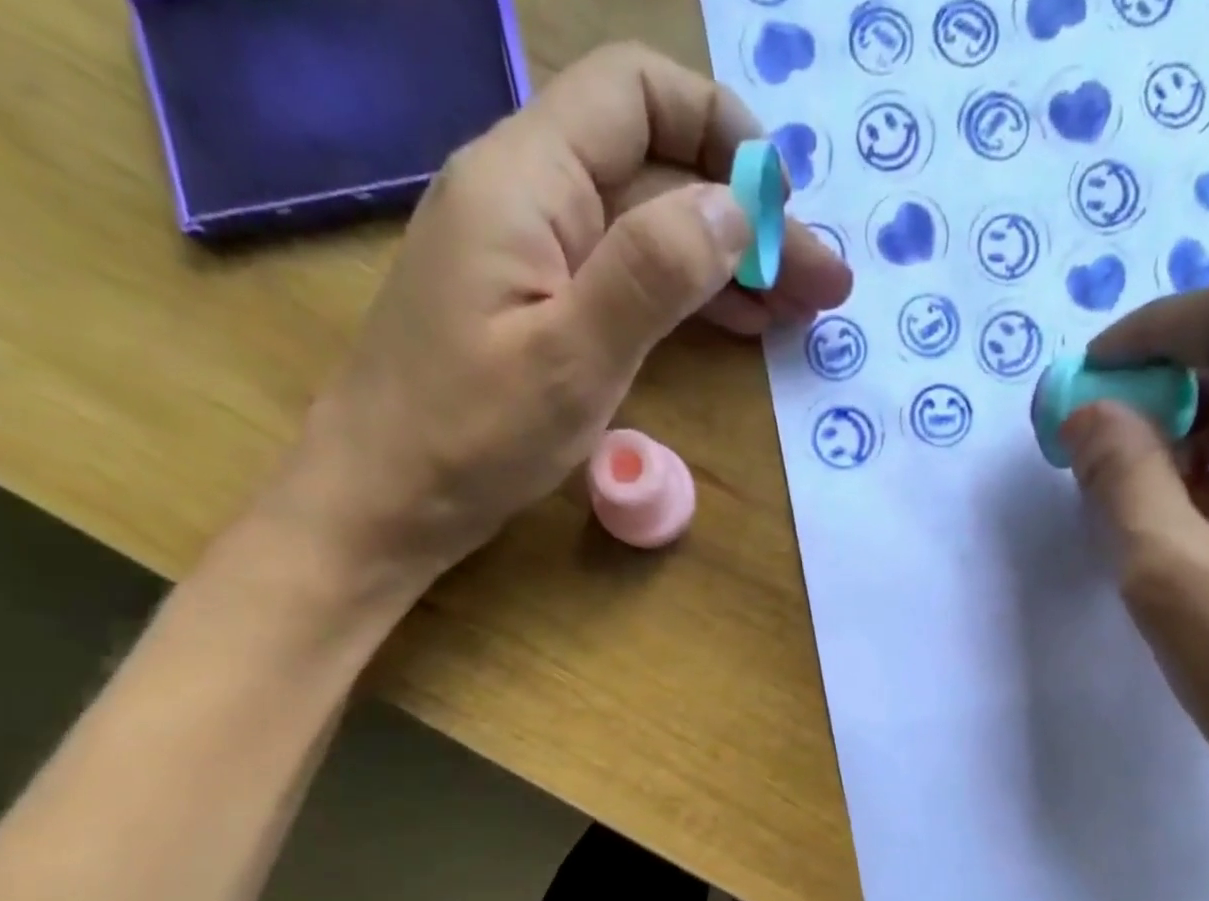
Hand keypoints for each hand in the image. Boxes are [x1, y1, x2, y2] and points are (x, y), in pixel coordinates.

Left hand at [262, 44, 851, 594]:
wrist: (384, 499)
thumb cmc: (468, 436)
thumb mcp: (570, 358)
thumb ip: (652, 272)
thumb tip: (734, 207)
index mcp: (526, 182)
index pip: (636, 94)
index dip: (721, 131)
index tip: (782, 204)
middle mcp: (527, 198)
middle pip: (656, 172)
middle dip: (746, 219)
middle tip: (823, 285)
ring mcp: (530, 257)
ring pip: (646, 231)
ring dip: (726, 263)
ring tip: (799, 310)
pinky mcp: (535, 310)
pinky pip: (622, 280)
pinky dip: (684, 297)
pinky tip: (734, 325)